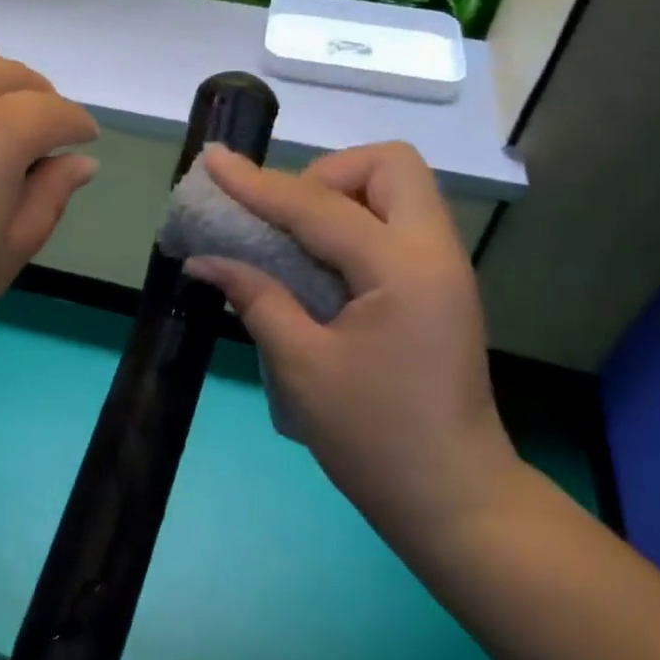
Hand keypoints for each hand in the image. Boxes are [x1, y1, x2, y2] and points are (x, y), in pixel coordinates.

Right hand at [184, 143, 523, 561]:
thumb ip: (256, 298)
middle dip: (326, 175)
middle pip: (389, 165)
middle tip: (284, 219)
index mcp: (402, 270)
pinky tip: (319, 264)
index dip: (259, 184)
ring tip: (296, 239)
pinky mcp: (440, 288)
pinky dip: (355, 223)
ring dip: (342, 196)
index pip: (320, 206)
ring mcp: (445, 268)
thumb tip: (206, 259)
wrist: (454, 499)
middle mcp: (434, 253)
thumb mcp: (302, 367)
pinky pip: (398, 224)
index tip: (215, 160)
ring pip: (398, 190)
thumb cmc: (374, 439)